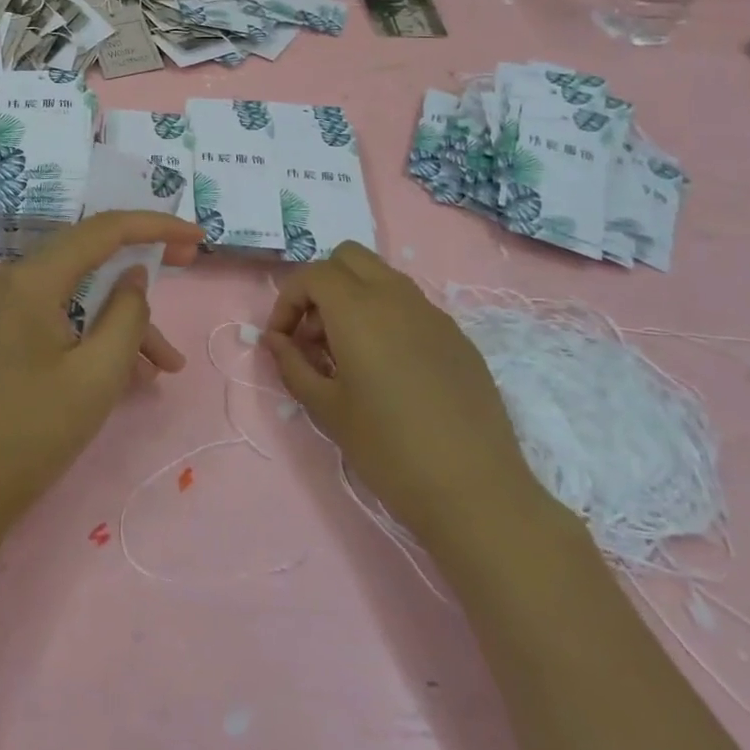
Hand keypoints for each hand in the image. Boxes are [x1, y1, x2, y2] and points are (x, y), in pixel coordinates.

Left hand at [0, 211, 203, 526]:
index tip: (197, 236)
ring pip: (86, 289)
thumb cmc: (37, 428)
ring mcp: (16, 303)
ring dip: (129, 318)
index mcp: (35, 278)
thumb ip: (127, 314)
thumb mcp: (99, 372)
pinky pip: (71, 314)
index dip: (155, 225)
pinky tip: (139, 373)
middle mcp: (21, 278)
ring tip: (170, 364)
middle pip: (94, 251)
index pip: (104, 230)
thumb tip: (135, 275)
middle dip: (145, 259)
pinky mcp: (18, 328)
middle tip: (190, 264)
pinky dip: (104, 334)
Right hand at [262, 243, 537, 551]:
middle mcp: (396, 297)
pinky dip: (386, 317)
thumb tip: (275, 340)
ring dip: (354, 297)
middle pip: (348, 258)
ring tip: (347, 353)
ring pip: (382, 277)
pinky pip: (411, 305)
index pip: (312, 274)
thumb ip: (292, 364)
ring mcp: (433, 314)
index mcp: (359, 310)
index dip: (287, 300)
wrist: (474, 491)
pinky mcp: (457, 337)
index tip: (282, 340)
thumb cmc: (388, 449)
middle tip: (314, 335)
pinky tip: (389, 369)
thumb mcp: (326, 408)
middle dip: (321, 285)